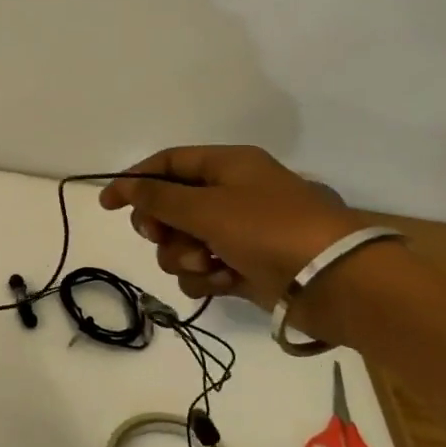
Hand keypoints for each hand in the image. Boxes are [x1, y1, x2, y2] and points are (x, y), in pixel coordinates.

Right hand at [99, 146, 366, 308]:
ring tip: (206, 264)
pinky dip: (205, 277)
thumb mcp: (207, 208)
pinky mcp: (244, 268)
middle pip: (171, 206)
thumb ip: (159, 198)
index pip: (168, 163)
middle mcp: (231, 195)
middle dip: (162, 226)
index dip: (135, 181)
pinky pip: (203, 270)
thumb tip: (124, 186)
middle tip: (162, 237)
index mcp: (228, 166)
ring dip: (184, 256)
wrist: (336, 282)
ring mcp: (238, 234)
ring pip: (183, 242)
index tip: (109, 205)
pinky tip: (221, 282)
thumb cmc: (269, 230)